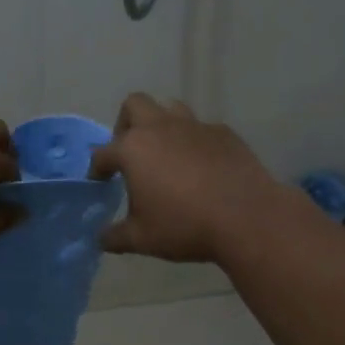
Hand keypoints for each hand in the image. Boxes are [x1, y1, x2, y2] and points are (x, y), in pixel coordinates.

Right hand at [90, 93, 283, 262]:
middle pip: (134, 105)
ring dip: (162, 125)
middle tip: (131, 152)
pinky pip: (202, 129)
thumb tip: (101, 238)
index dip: (97, 168)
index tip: (100, 180)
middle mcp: (160, 128)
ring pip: (171, 109)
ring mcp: (194, 126)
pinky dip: (195, 142)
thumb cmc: (185, 226)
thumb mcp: (142, 239)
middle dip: (126, 124)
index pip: (103, 153)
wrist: (246, 217)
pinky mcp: (224, 133)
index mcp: (133, 149)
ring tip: (166, 153)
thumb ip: (115, 236)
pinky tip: (202, 166)